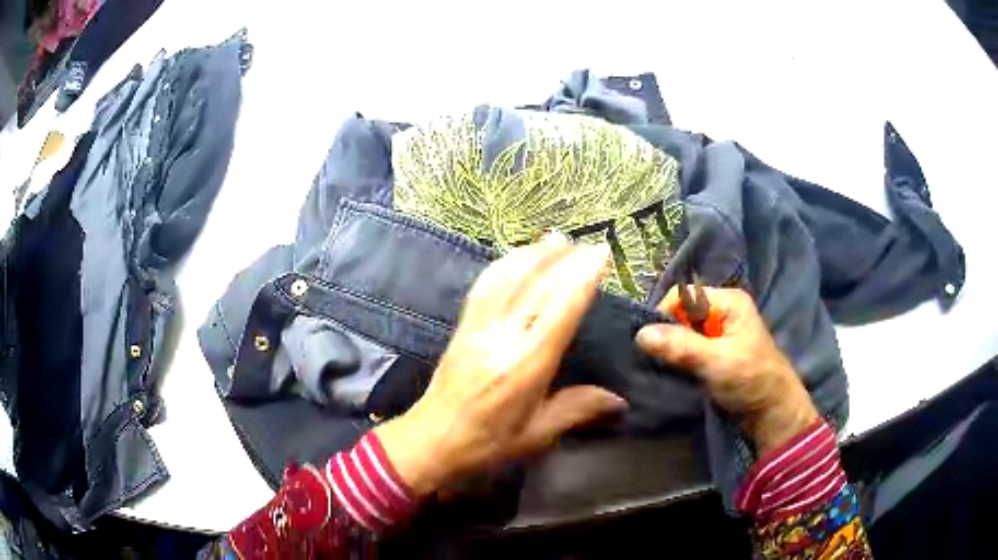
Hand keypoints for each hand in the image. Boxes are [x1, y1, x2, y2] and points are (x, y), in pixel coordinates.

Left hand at [376, 235, 627, 496]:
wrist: (431, 440)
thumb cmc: (487, 444)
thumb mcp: (537, 434)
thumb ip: (578, 410)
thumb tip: (619, 400)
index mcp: (525, 366)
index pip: (559, 310)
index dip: (582, 277)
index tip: (601, 254)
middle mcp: (501, 338)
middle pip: (534, 286)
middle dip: (564, 259)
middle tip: (588, 244)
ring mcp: (477, 328)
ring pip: (507, 279)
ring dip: (533, 254)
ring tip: (556, 239)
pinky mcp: (462, 327)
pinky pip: (483, 287)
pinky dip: (503, 265)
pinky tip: (515, 257)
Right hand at [636, 287, 817, 455]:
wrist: (772, 410)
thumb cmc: (750, 379)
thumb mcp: (715, 362)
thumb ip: (680, 347)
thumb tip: (640, 334)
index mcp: (729, 301)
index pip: (683, 296)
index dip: (665, 315)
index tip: (651, 344)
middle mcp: (724, 310)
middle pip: (683, 312)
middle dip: (669, 332)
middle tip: (657, 357)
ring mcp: (722, 330)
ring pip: (685, 330)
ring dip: (674, 347)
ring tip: (664, 365)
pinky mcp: (718, 349)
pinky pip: (691, 345)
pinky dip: (681, 356)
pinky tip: (675, 369)